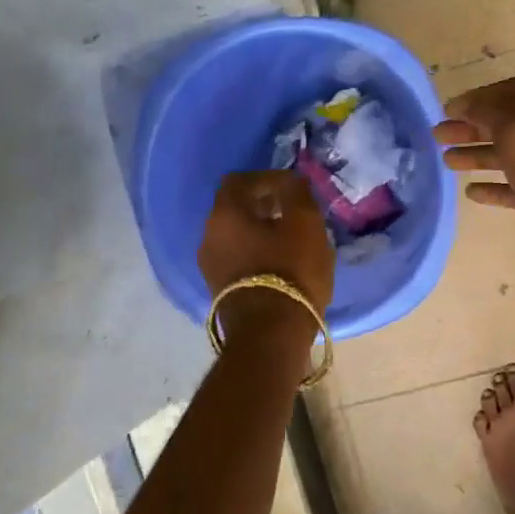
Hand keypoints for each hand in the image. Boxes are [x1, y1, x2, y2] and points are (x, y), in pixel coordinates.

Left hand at [198, 171, 334, 340]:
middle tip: (295, 212)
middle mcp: (208, 236)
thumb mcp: (306, 224)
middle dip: (265, 205)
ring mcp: (210, 266)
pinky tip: (282, 263)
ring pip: (236, 236)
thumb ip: (297, 194)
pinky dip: (258, 254)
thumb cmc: (290, 270)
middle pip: (235, 209)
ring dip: (262, 232)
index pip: (239, 181)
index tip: (293, 188)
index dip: (267, 179)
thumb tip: (291, 181)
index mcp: (224, 214)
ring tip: (292, 239)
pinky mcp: (220, 290)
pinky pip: (238, 260)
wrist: (270, 334)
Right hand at [432, 76, 514, 233]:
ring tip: (446, 161)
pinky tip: (471, 192)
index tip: (449, 108)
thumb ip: (489, 112)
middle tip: (438, 134)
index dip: (480, 96)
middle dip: (473, 127)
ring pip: (512, 154)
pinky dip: (495, 185)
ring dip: (478, 154)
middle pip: (511, 123)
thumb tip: (469, 105)